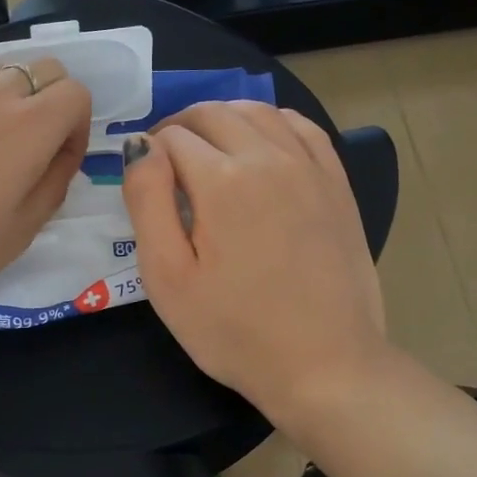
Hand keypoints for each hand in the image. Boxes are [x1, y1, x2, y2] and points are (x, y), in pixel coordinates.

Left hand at [0, 59, 90, 299]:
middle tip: (30, 147)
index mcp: (28, 127)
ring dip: (6, 100)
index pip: (76, 93)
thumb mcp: (18, 233)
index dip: (78, 125)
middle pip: (41, 68)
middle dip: (50, 100)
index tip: (59, 159)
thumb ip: (52, 185)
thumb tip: (60, 156)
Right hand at [121, 101, 386, 420]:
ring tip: (207, 149)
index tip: (143, 182)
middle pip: (214, 114)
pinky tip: (261, 144)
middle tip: (166, 162)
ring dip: (223, 119)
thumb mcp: (168, 277)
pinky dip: (272, 123)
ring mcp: (310, 168)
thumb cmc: (234, 331)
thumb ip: (147, 202)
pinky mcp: (337, 185)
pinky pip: (303, 128)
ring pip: (259, 112)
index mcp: (222, 181)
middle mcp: (269, 158)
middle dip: (181, 127)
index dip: (148, 152)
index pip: (171, 137)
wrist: (325, 364)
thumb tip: (140, 146)